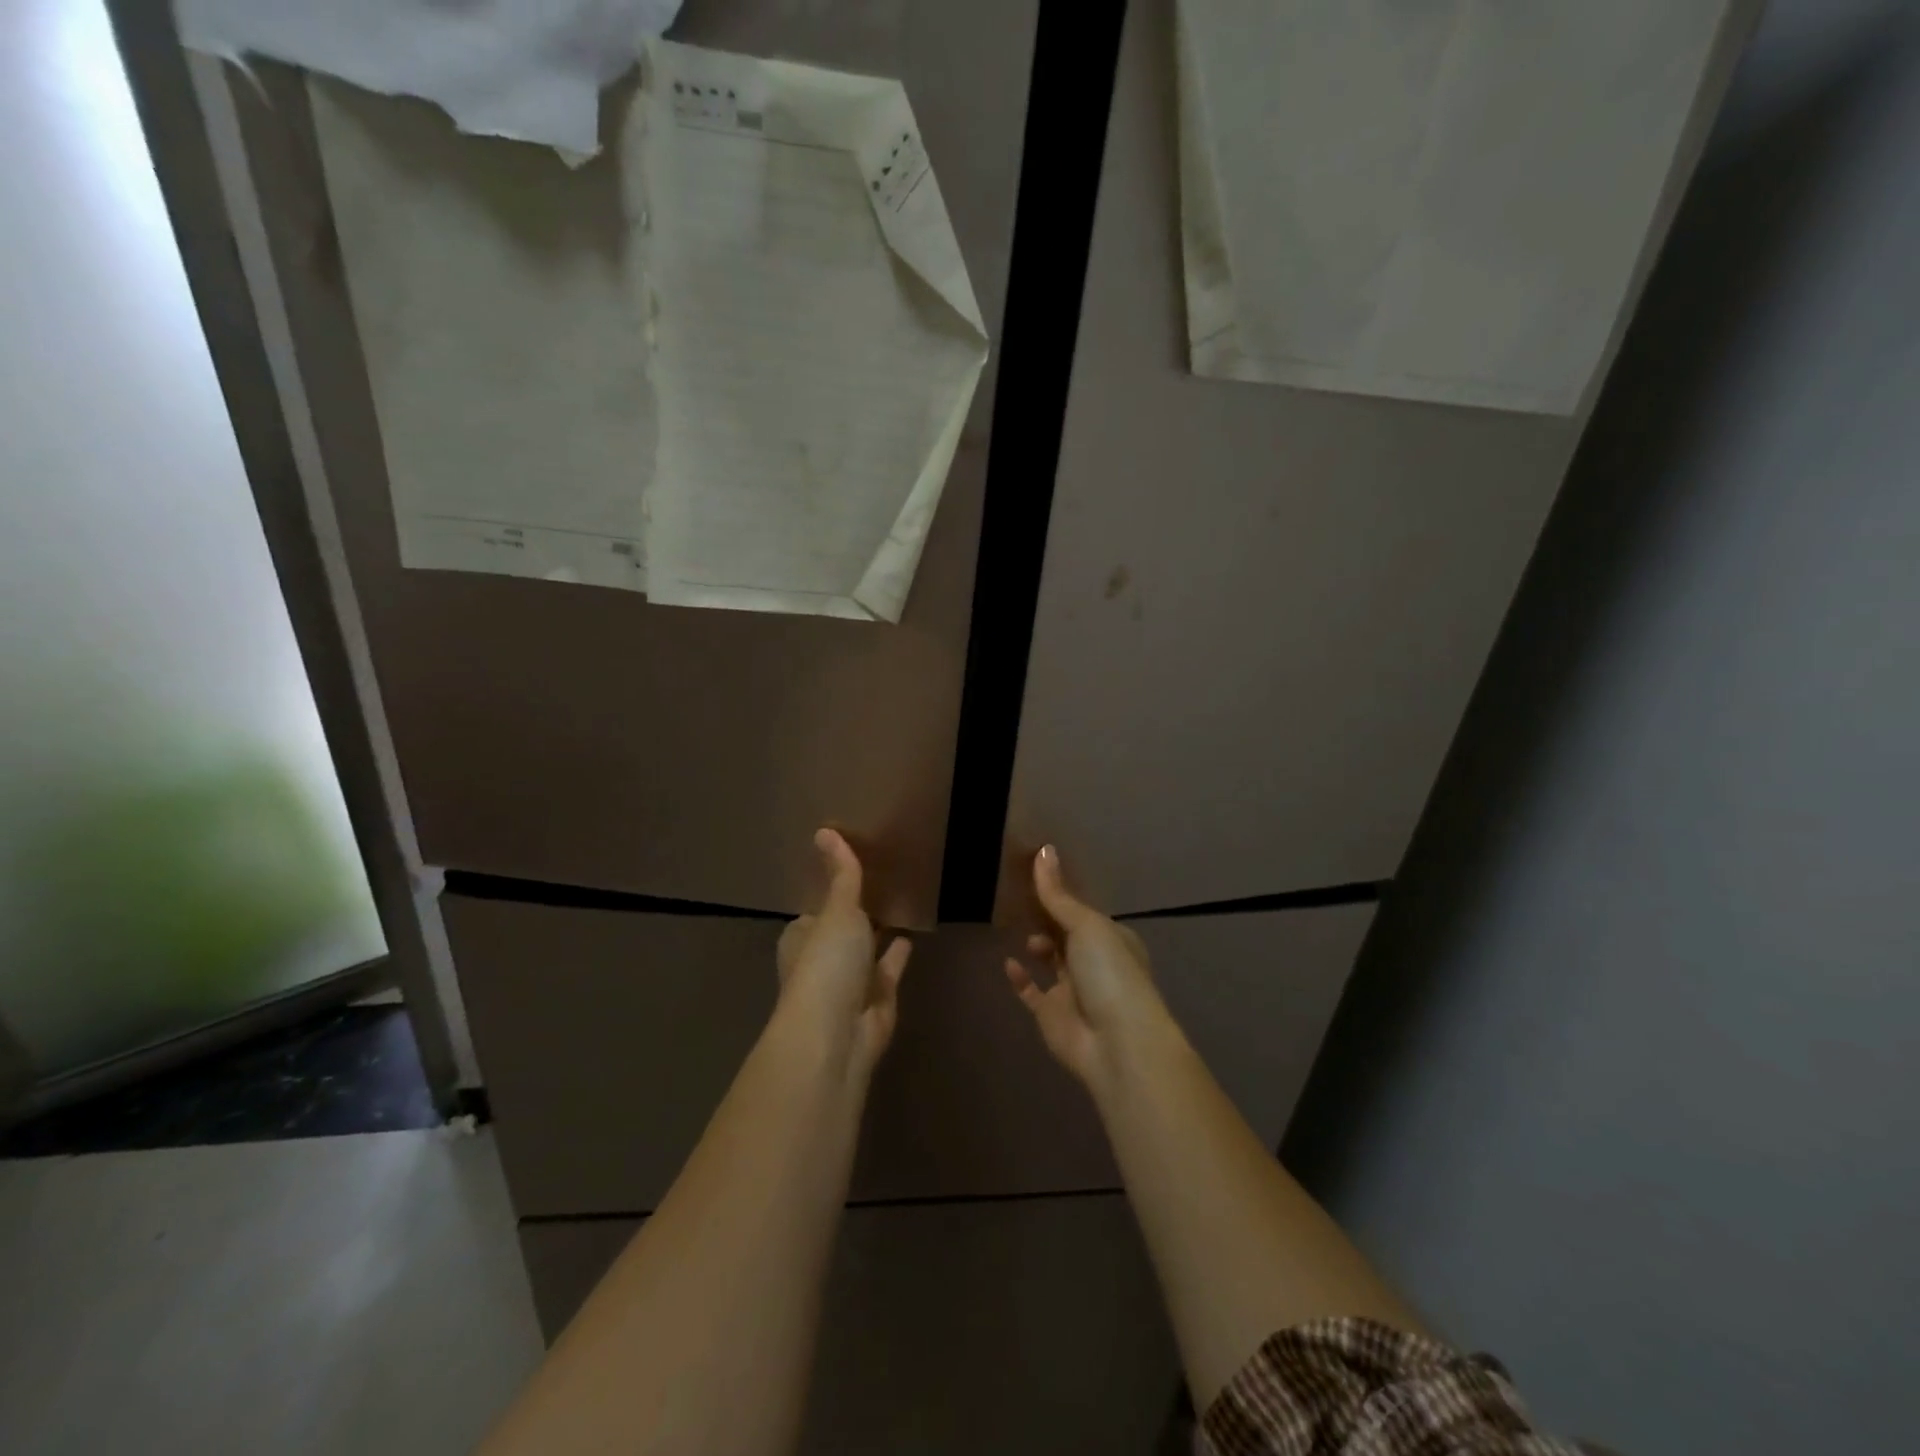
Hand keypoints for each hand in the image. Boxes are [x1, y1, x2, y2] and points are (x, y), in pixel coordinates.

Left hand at [776, 829, 911, 1073]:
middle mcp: (821, 964)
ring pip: (864, 955)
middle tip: (879, 886)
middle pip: (839, 935)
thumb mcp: (837, 910)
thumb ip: (841, 875)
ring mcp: (848, 987)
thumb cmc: (827, 965)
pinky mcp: (876, 1003)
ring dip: (876, 937)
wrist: (837, 1035)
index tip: (846, 874)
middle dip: (854, 918)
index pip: (813, 914)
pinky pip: (888, 972)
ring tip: (898, 906)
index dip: (828, 896)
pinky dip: (896, 956)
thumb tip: (824, 830)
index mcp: (801, 940)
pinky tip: (911, 936)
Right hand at [1004, 845, 1172, 1089]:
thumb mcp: (1086, 925)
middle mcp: (1095, 963)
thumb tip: (1043, 849)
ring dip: (1037, 945)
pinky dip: (1021, 978)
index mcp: (1112, 938)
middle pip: (1066, 934)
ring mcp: (1074, 991)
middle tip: (1017, 898)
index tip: (1033, 875)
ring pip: (1051, 961)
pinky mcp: (1053, 1016)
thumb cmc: (1110, 973)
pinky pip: (1033, 992)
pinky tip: (1008, 962)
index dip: (1061, 895)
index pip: (1082, 911)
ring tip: (1016, 928)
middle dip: (1047, 919)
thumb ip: (1058, 894)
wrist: (1117, 1044)